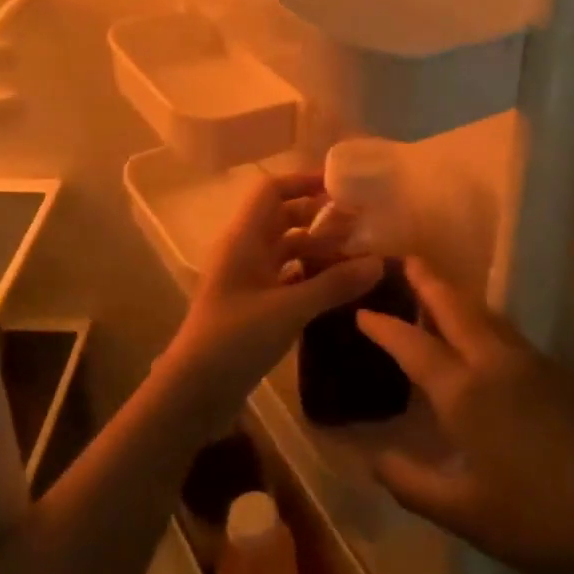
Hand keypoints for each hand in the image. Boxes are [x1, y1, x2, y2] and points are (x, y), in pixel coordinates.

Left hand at [162, 171, 382, 417]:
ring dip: (317, 248)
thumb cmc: (234, 339)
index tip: (341, 186)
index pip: (272, 191)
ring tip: (357, 255)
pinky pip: (285, 277)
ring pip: (286, 250)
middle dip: (319, 217)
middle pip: (283, 218)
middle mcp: (244, 251)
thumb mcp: (289, 309)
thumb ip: (334, 284)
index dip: (303, 182)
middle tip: (360, 224)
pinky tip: (338, 287)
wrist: (193, 392)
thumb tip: (379, 261)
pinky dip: (310, 275)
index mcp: (244, 238)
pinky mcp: (253, 305)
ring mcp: (247, 279)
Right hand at [354, 261, 573, 573]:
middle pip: (456, 308)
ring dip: (460, 299)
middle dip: (428, 282)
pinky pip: (514, 336)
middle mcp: (498, 364)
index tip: (363, 311)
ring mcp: (537, 365)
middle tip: (407, 260)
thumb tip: (373, 458)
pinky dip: (489, 324)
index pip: (413, 346)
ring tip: (442, 292)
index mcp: (466, 393)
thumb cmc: (540, 523)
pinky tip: (490, 344)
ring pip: (489, 317)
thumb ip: (412, 484)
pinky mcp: (566, 376)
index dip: (384, 327)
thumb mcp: (465, 515)